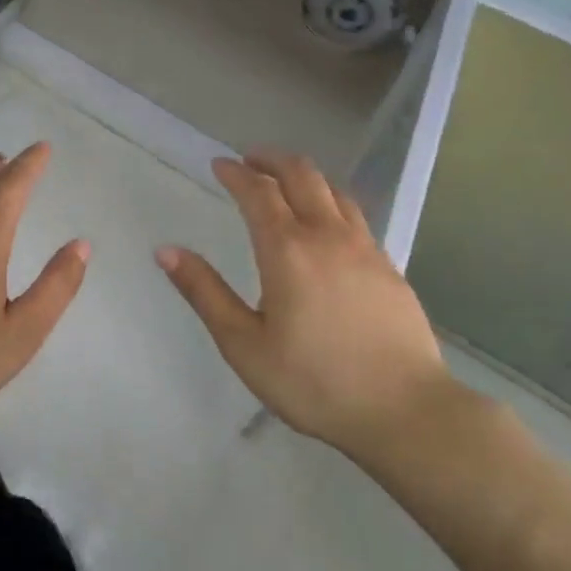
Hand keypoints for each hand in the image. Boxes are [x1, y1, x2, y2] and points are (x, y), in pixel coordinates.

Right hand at [156, 151, 454, 458]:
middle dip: (271, 160)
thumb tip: (166, 250)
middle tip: (249, 160)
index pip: (258, 192)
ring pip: (334, 191)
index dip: (236, 173)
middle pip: (301, 175)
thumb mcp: (243, 344)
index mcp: (286, 250)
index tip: (219, 164)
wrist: (405, 411)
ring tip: (284, 182)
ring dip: (304, 176)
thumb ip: (204, 292)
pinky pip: (355, 216)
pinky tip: (326, 224)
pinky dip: (330, 201)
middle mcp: (327, 236)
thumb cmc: (313, 382)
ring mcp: (365, 249)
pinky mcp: (389, 267)